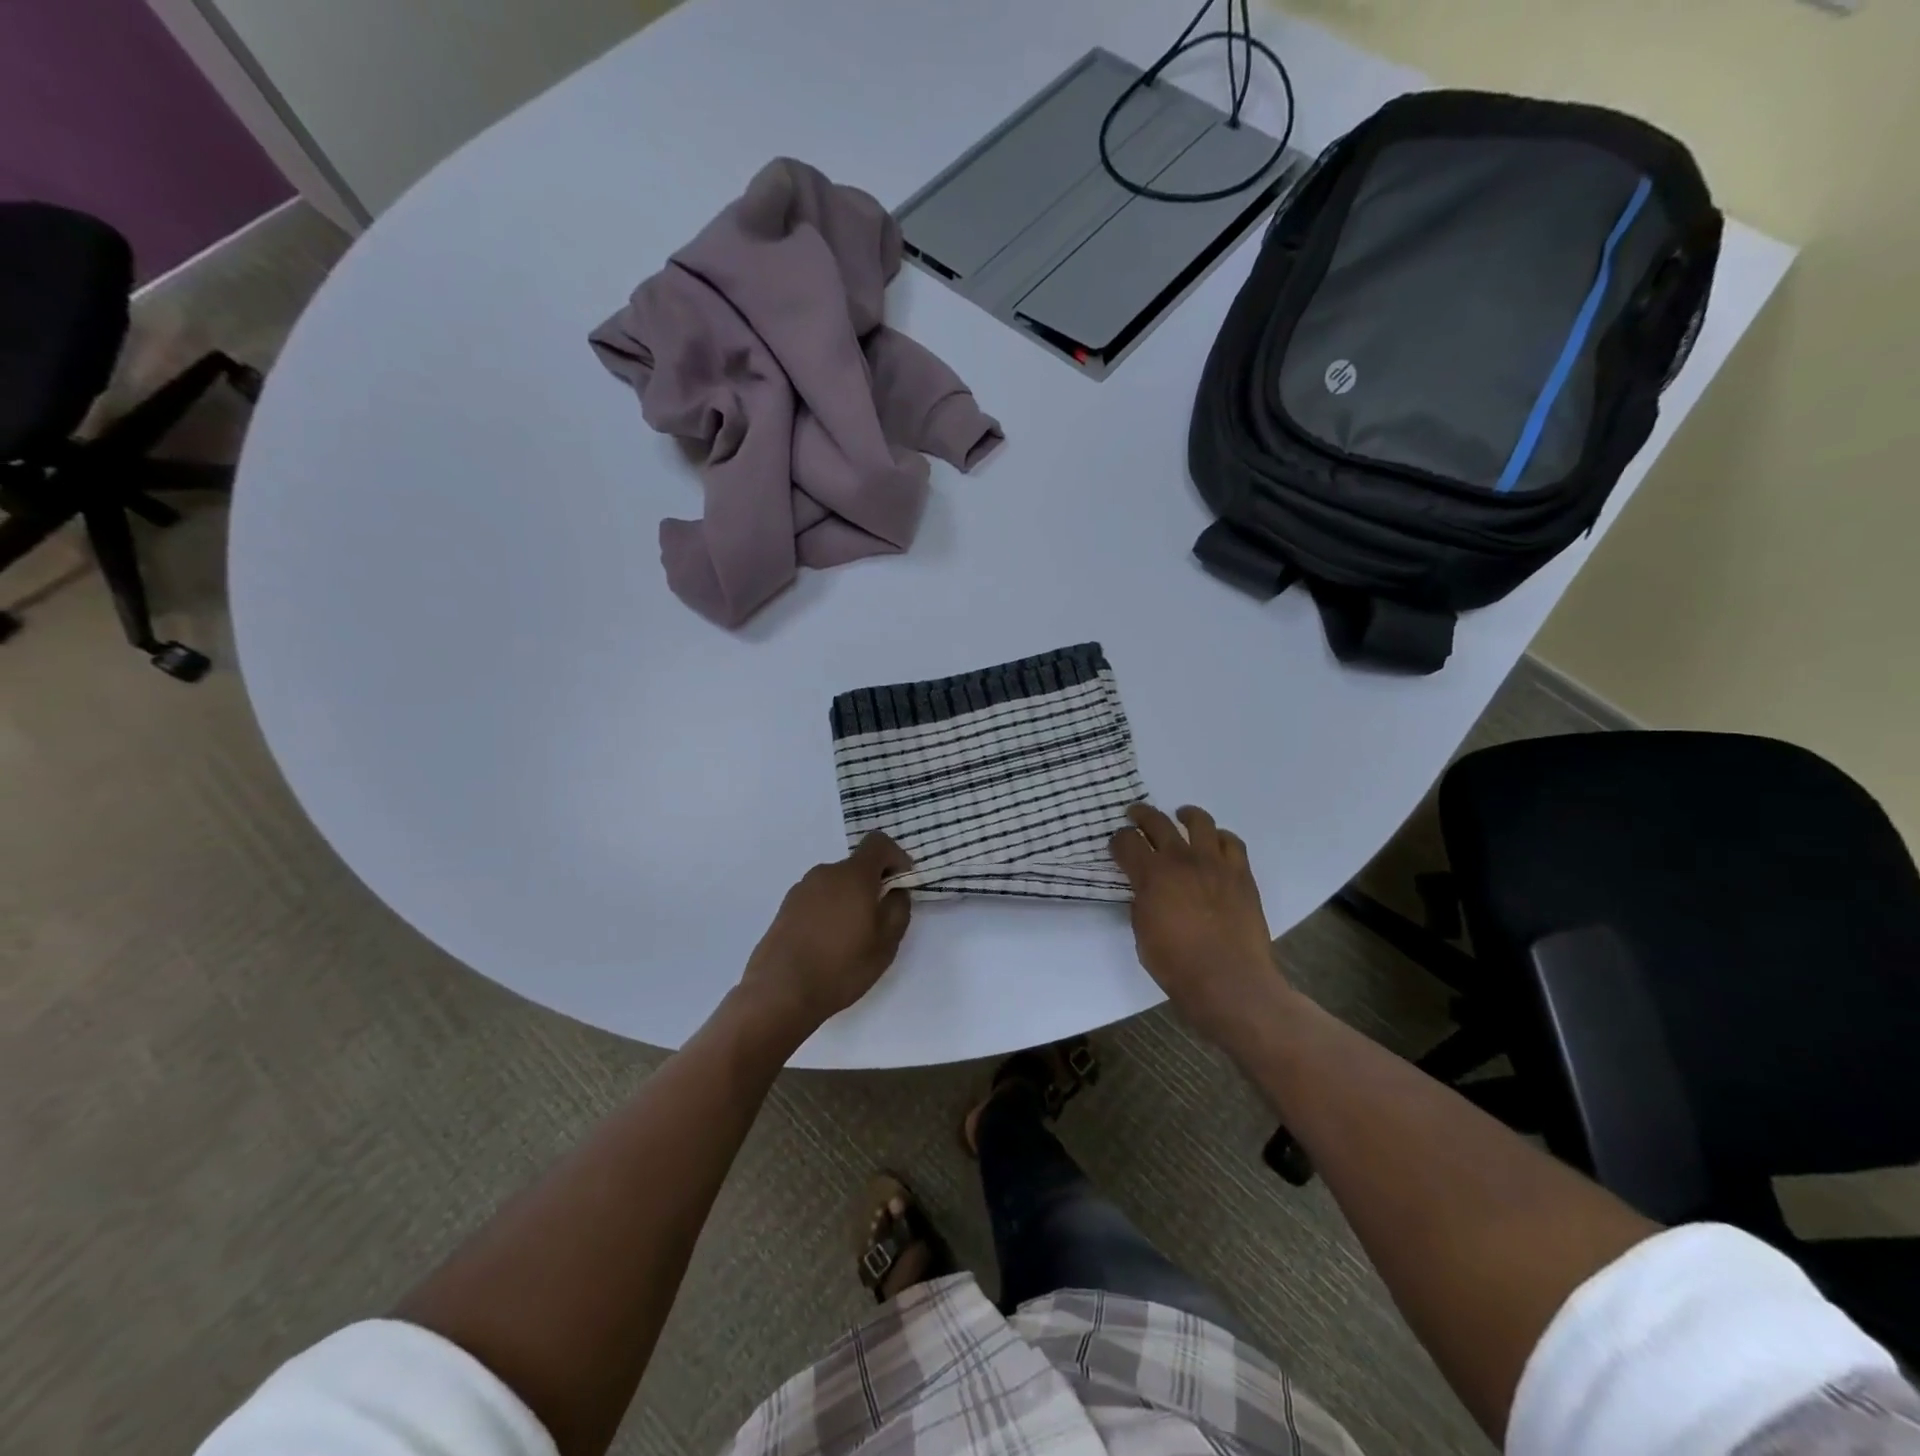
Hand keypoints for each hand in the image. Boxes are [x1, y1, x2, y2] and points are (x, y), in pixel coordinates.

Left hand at [738, 832, 913, 1033]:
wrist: (779, 992)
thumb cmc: (841, 966)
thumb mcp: (886, 943)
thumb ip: (898, 909)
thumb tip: (895, 891)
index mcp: (853, 875)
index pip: (878, 843)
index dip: (896, 857)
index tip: (901, 882)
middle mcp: (825, 873)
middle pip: (856, 866)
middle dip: (872, 885)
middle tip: (879, 921)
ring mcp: (801, 889)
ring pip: (836, 884)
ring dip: (849, 900)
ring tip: (851, 938)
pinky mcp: (785, 908)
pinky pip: (817, 899)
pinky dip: (829, 912)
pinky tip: (827, 945)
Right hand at [1109, 804, 1286, 1046]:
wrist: (1230, 981)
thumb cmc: (1177, 965)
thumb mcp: (1142, 934)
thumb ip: (1141, 903)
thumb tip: (1145, 890)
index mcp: (1151, 875)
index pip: (1126, 842)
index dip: (1118, 841)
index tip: (1117, 845)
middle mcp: (1181, 860)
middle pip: (1157, 822)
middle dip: (1142, 815)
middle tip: (1135, 815)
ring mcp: (1215, 864)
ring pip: (1200, 822)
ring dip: (1186, 815)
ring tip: (1181, 815)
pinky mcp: (1241, 874)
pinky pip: (1232, 842)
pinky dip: (1221, 837)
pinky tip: (1215, 842)